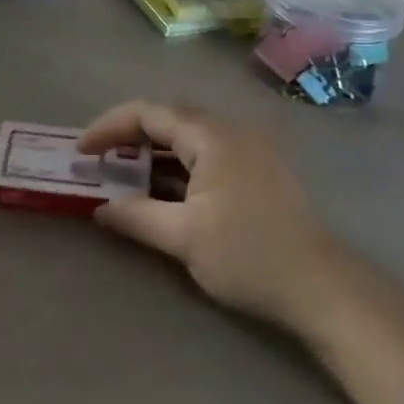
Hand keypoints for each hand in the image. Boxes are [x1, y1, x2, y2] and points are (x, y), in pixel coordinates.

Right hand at [77, 100, 355, 338]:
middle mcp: (231, 132)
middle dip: (128, 135)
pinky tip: (161, 190)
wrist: (321, 289)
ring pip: (188, 138)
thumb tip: (100, 208)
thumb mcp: (183, 238)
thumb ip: (136, 216)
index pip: (149, 114)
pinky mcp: (257, 171)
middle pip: (169, 119)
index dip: (109, 127)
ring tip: (122, 173)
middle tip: (99, 159)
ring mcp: (249, 151)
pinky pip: (206, 154)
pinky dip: (176, 166)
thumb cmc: (248, 256)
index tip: (82, 151)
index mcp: (212, 138)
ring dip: (153, 152)